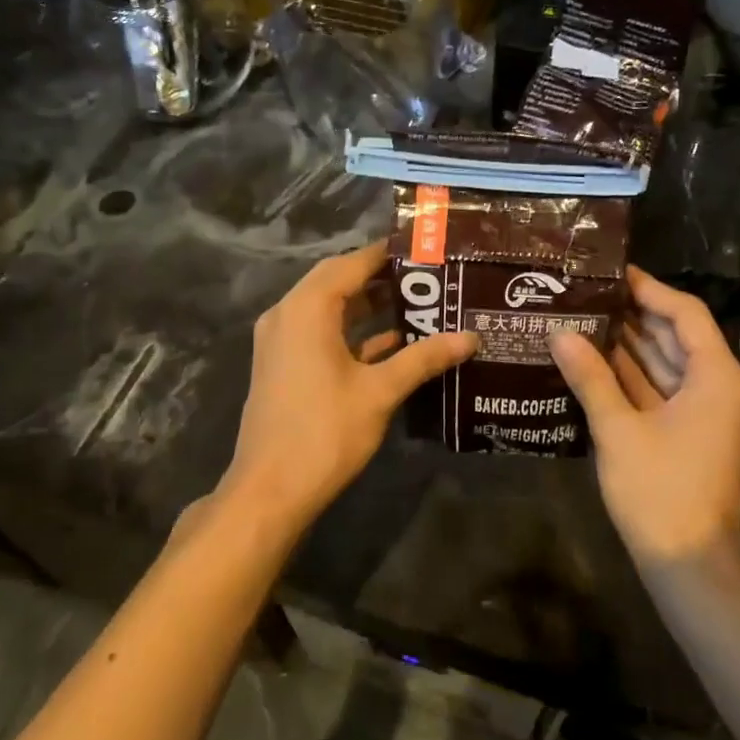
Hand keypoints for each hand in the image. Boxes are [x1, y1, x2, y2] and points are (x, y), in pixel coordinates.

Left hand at [220, 240, 475, 530]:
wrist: (270, 490)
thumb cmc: (324, 432)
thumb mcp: (380, 392)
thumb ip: (424, 359)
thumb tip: (470, 338)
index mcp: (306, 309)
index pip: (350, 264)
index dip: (386, 254)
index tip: (424, 249)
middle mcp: (287, 315)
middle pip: (337, 282)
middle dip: (380, 278)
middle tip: (427, 276)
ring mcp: (281, 342)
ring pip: (328, 309)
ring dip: (367, 306)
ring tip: (418, 303)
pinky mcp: (284, 366)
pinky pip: (320, 334)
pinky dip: (352, 333)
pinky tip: (393, 343)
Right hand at [550, 267, 739, 568]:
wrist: (689, 564)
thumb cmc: (660, 491)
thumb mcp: (619, 430)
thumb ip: (590, 378)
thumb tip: (560, 333)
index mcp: (715, 377)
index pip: (685, 314)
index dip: (649, 290)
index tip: (611, 273)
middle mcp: (717, 387)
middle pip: (676, 336)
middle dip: (633, 315)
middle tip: (587, 294)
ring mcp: (705, 412)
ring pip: (666, 364)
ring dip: (629, 345)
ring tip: (583, 318)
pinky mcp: (690, 433)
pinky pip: (661, 391)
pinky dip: (631, 377)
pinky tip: (593, 362)